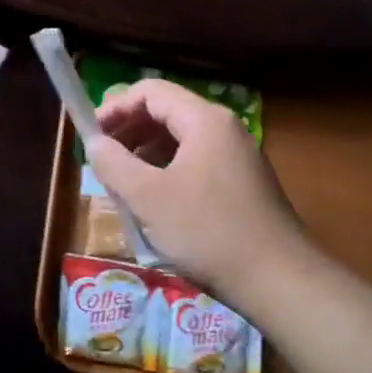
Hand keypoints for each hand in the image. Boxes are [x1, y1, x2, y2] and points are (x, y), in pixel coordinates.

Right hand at [88, 79, 310, 301]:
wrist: (279, 281)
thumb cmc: (208, 232)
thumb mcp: (149, 198)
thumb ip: (115, 164)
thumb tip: (94, 142)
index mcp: (205, 120)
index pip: (151, 91)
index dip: (116, 107)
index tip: (92, 135)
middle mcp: (225, 128)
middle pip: (167, 111)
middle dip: (130, 130)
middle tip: (103, 158)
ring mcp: (238, 155)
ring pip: (182, 139)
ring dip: (147, 152)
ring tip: (123, 181)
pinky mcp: (244, 182)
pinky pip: (198, 161)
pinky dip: (169, 169)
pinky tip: (155, 200)